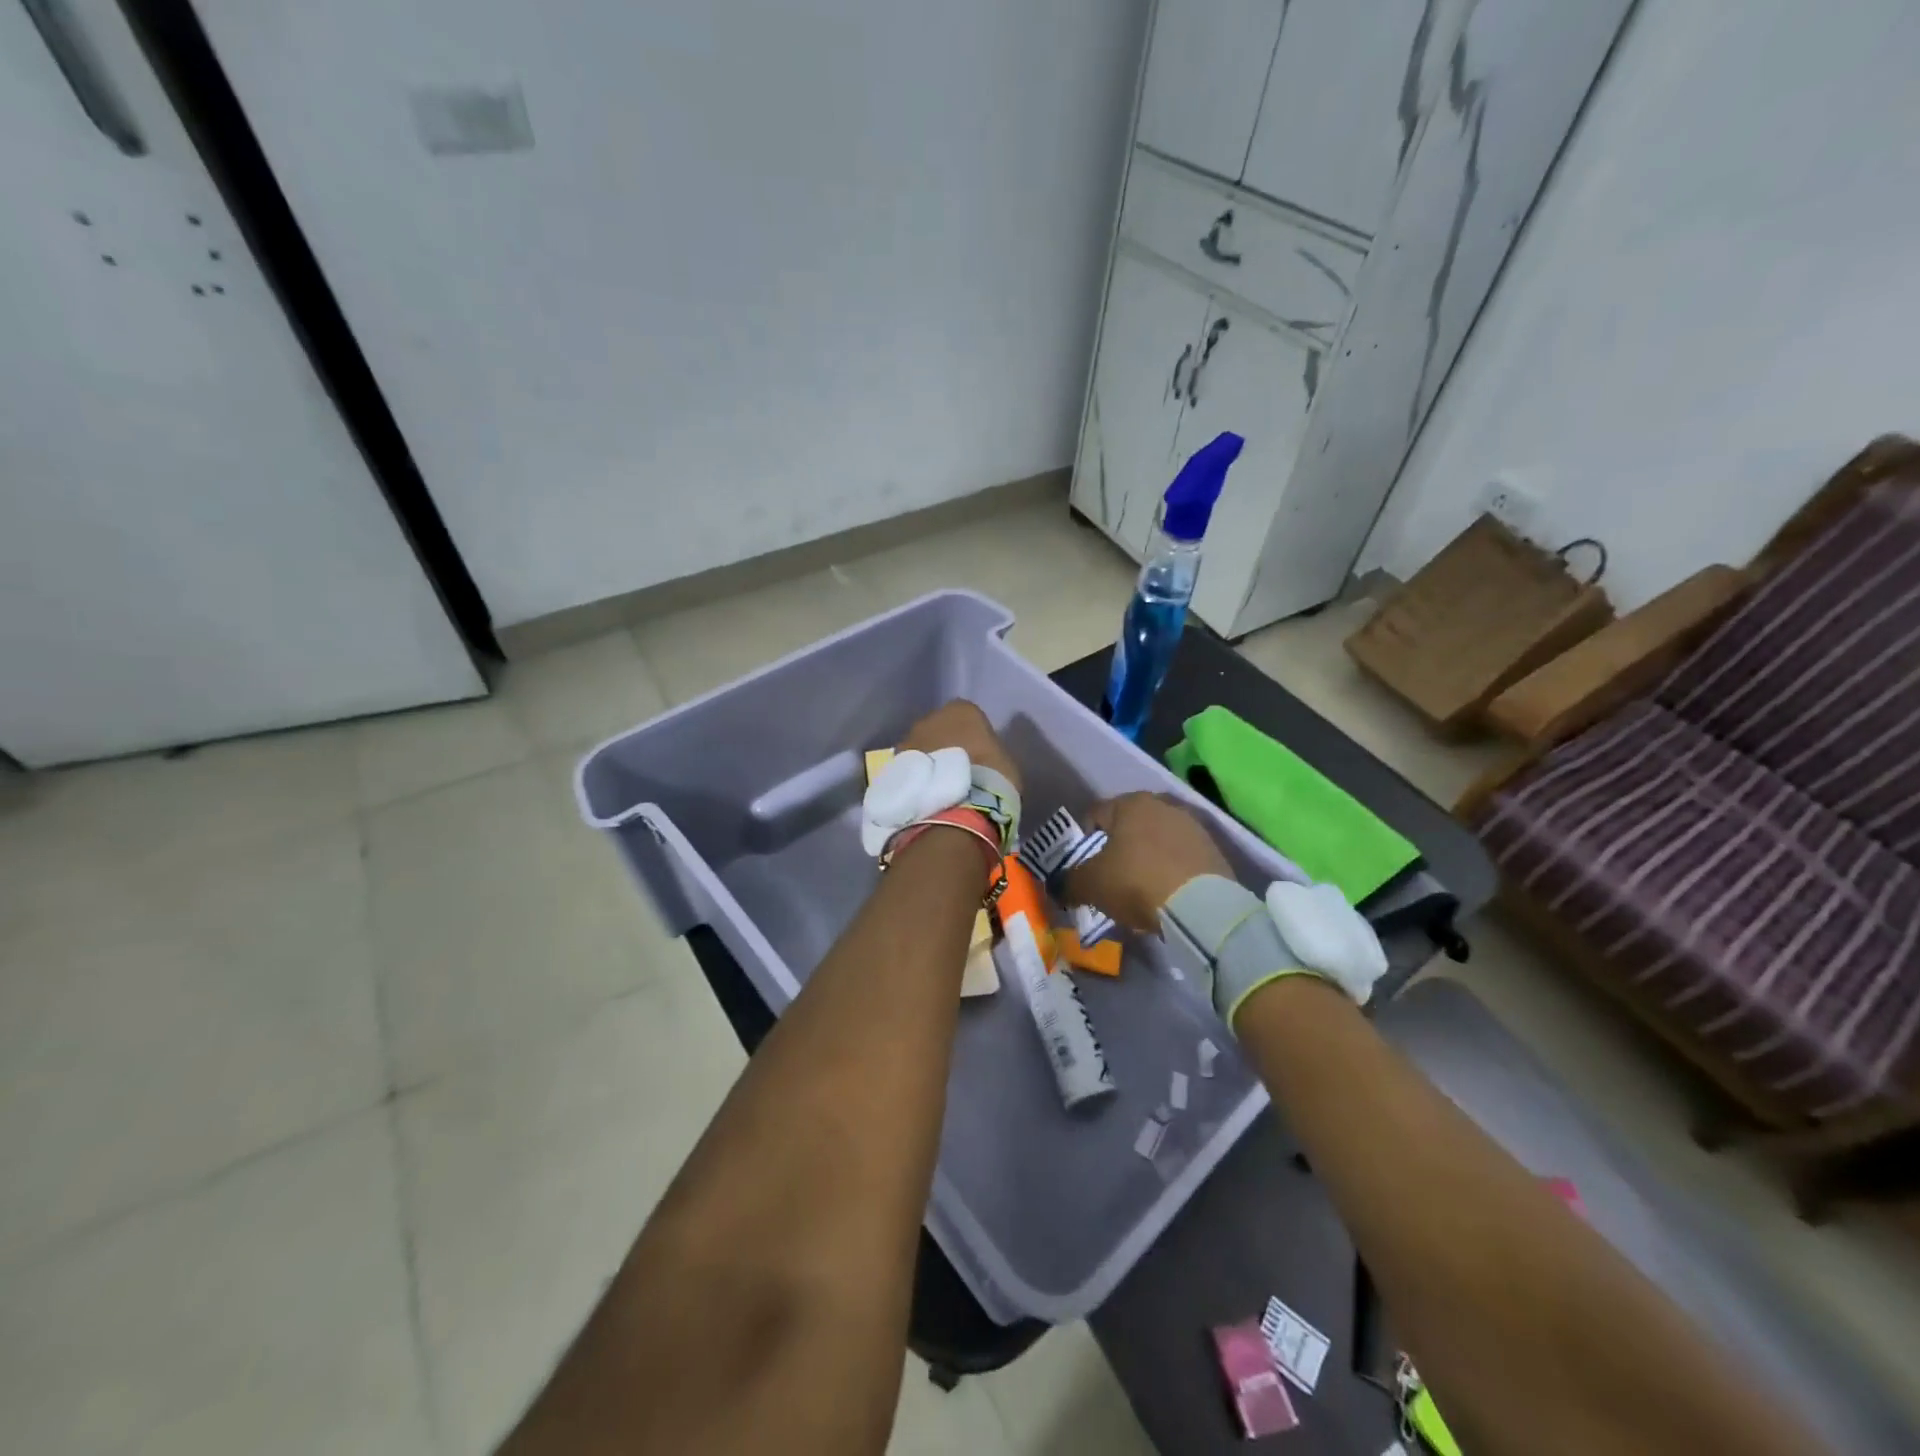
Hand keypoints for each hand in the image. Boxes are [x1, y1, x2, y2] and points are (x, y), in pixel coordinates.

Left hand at [899, 700, 1020, 795]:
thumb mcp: (1003, 760)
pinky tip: (925, 794)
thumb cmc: (990, 778)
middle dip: (944, 745)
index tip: (977, 754)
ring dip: (927, 760)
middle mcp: (930, 718)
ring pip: (920, 747)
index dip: (972, 736)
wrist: (957, 808)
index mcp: (962, 710)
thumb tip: (981, 756)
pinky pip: (909, 767)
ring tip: (938, 785)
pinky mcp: (895, 765)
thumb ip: (989, 750)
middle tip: (955, 769)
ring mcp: (909, 740)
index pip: (968, 716)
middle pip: (938, 728)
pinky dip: (916, 776)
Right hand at [1065, 792, 1232, 932]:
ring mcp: (1192, 826)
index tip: (1083, 866)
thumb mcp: (1091, 885)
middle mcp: (1163, 804)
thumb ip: (1069, 882)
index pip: (1095, 814)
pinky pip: (1181, 857)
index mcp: (1130, 803)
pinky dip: (1170, 870)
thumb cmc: (1136, 882)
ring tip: (1140, 889)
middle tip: (1110, 878)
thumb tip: (1058, 885)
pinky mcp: (1214, 850)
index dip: (1083, 840)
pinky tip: (1166, 893)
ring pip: (1157, 840)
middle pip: (1129, 826)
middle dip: (1117, 848)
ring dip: (1146, 858)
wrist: (1200, 907)